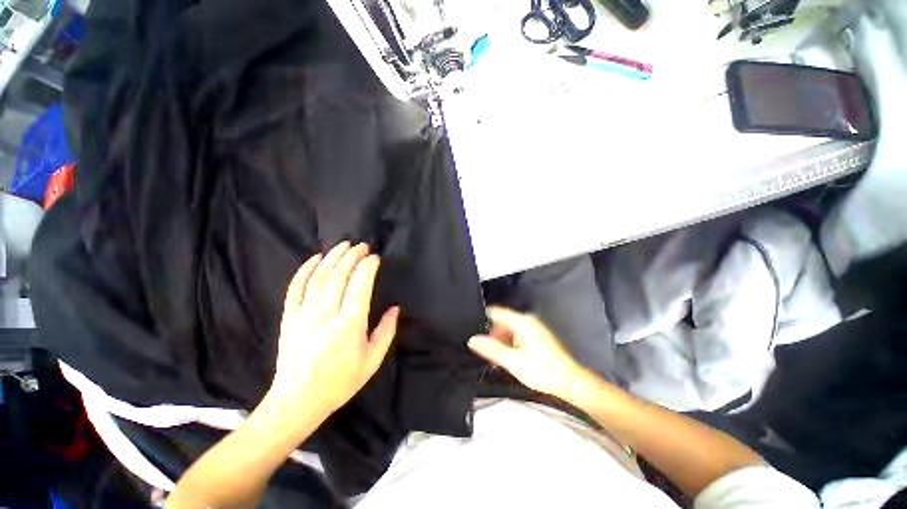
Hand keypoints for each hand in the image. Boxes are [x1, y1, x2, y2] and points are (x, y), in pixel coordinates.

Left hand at [267, 242, 399, 424]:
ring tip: (344, 245)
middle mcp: (326, 314)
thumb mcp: (372, 360)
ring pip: (319, 276)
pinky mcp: (289, 317)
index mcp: (349, 324)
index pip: (360, 285)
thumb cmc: (340, 381)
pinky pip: (296, 286)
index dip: (368, 267)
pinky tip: (315, 258)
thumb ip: (386, 331)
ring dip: (333, 257)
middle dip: (352, 256)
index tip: (376, 258)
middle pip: (339, 275)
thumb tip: (396, 308)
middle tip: (363, 245)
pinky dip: (306, 269)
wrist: (297, 401)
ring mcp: (304, 314)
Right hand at [468, 306, 586, 400]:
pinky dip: (510, 345)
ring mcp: (533, 329)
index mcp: (522, 322)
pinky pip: (517, 336)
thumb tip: (473, 340)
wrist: (570, 383)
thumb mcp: (513, 362)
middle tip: (487, 351)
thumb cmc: (544, 371)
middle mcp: (528, 321)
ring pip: (509, 330)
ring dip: (501, 341)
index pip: (496, 312)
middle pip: (502, 322)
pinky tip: (509, 359)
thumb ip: (492, 349)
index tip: (473, 330)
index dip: (483, 319)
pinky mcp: (537, 338)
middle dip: (492, 334)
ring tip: (497, 358)